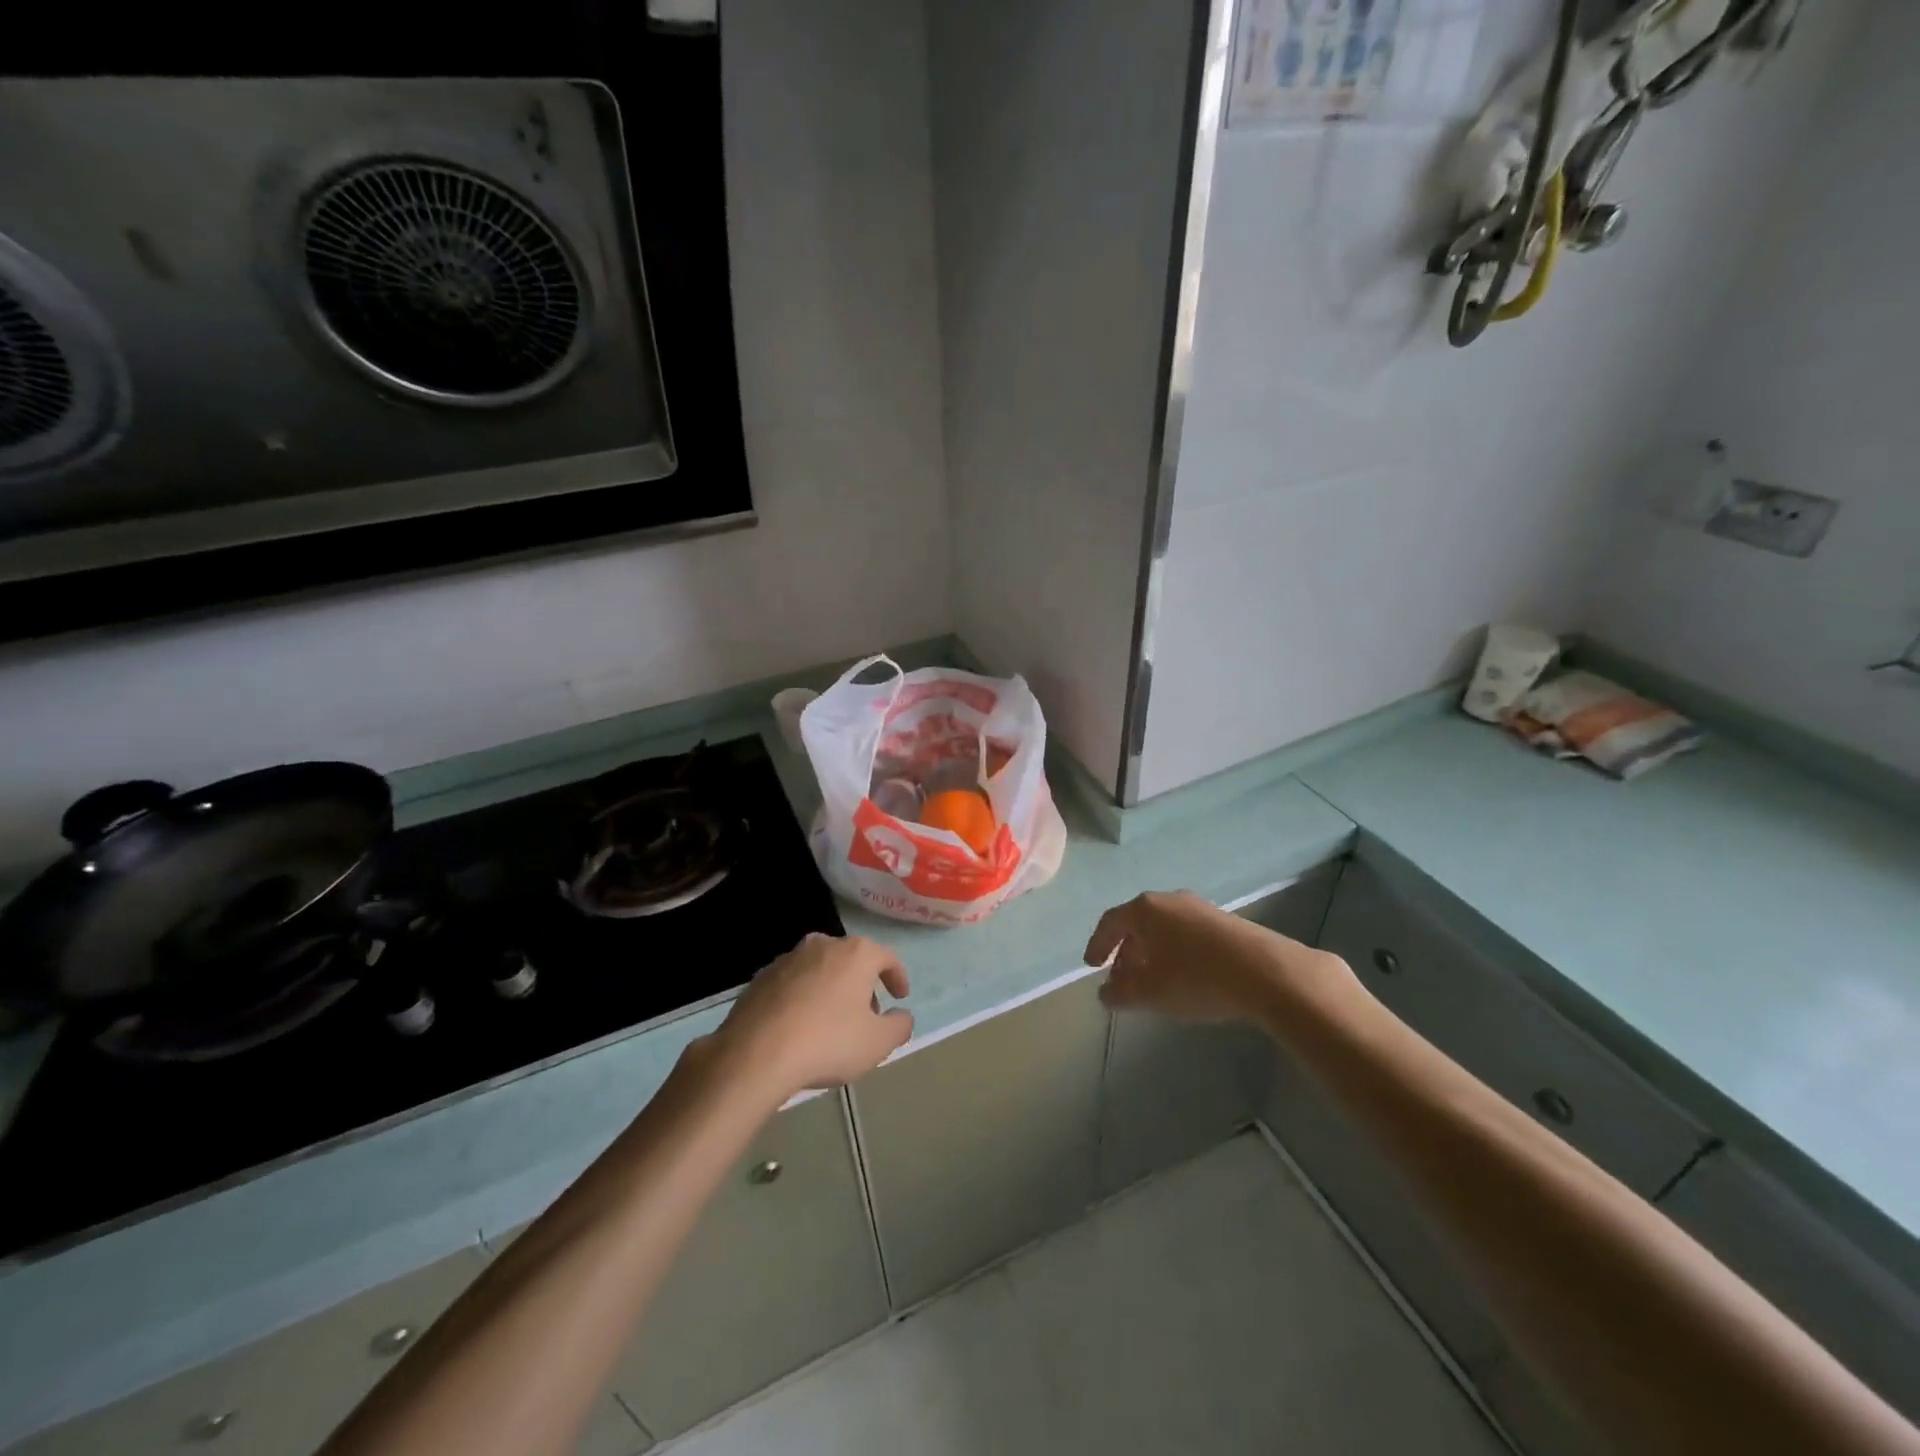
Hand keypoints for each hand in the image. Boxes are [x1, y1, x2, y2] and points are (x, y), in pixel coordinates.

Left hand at [707, 933, 913, 1100]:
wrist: (755, 1054)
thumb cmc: (828, 1042)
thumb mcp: (878, 1043)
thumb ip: (899, 1026)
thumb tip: (902, 1016)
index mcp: (855, 953)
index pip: (887, 957)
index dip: (897, 977)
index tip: (900, 997)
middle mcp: (823, 945)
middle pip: (852, 960)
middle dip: (863, 984)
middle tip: (867, 1014)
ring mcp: (788, 958)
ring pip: (821, 969)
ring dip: (832, 989)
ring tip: (832, 1021)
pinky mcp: (761, 977)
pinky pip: (794, 983)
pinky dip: (803, 997)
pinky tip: (800, 1025)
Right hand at [1086, 890, 1350, 1024]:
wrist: (1266, 972)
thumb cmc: (1196, 978)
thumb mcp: (1150, 993)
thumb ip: (1121, 993)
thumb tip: (1106, 992)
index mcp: (1145, 910)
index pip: (1110, 922)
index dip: (1097, 944)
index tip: (1091, 966)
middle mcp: (1169, 900)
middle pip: (1137, 923)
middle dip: (1125, 951)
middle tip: (1121, 977)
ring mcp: (1199, 908)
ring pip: (1164, 928)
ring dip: (1151, 952)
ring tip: (1152, 979)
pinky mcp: (1225, 921)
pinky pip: (1186, 933)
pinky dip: (1175, 951)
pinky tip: (1184, 975)